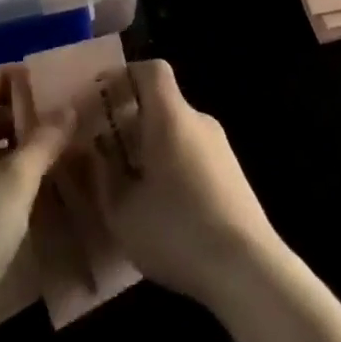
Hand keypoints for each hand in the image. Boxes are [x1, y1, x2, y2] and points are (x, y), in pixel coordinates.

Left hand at [0, 68, 73, 341]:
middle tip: (58, 114)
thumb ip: (43, 141)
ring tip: (57, 146)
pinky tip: (38, 185)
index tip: (41, 81)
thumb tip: (69, 108)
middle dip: (17, 113)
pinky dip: (7, 175)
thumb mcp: (15, 181)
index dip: (4, 78)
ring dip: (16, 146)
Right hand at [84, 60, 280, 308]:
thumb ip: (100, 177)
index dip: (122, 76)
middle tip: (102, 151)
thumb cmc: (177, 231)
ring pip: (176, 132)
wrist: (249, 271)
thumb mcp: (122, 211)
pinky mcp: (233, 176)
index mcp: (171, 116)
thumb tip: (91, 153)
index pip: (150, 70)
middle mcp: (198, 121)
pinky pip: (193, 154)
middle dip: (129, 121)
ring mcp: (221, 148)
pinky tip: (160, 207)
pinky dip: (171, 165)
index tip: (98, 98)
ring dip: (149, 147)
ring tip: (127, 185)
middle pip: (160, 103)